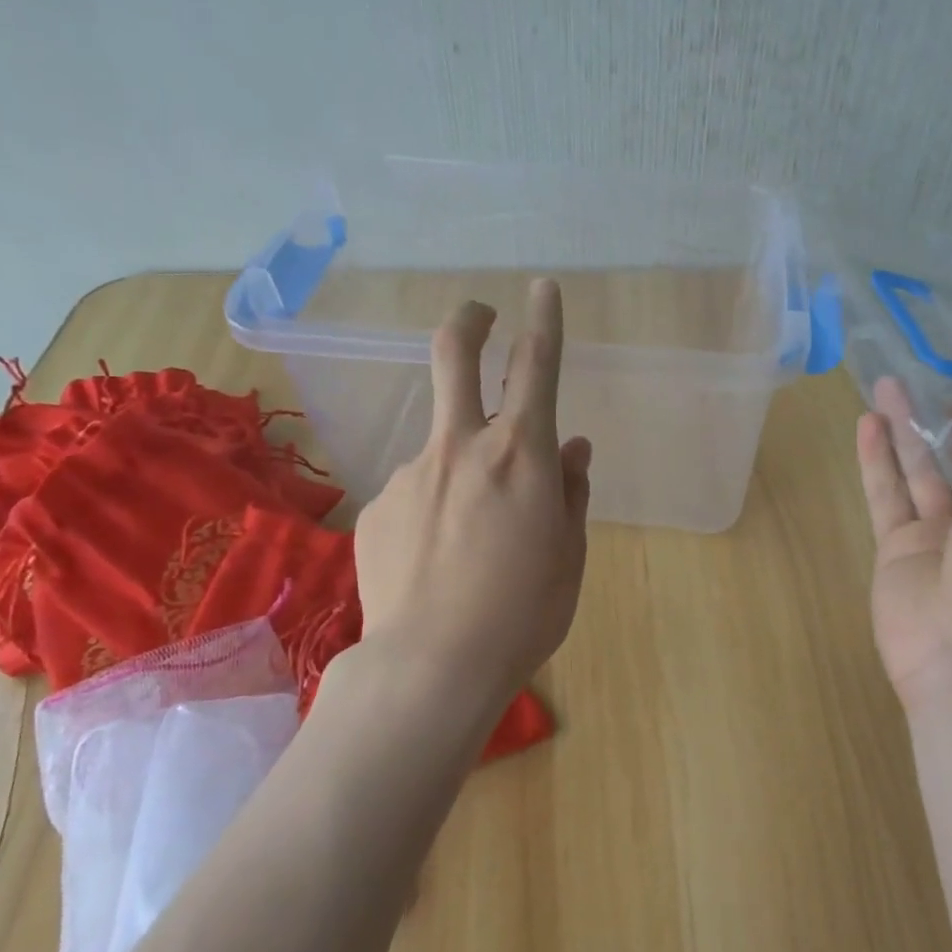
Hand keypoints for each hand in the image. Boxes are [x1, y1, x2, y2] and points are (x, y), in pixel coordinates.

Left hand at [354, 279, 591, 702]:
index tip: (542, 288)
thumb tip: (571, 450)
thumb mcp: (568, 554)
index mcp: (521, 455)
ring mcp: (412, 473)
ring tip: (470, 540)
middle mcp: (462, 447)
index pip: (536, 365)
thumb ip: (569, 493)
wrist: (432, 664)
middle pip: (454, 356)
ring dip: (462, 465)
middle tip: (478, 315)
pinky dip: (434, 510)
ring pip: (442, 446)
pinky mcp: (379, 507)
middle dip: (469, 323)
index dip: (543, 320)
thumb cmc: (524, 612)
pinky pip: (418, 493)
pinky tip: (437, 562)